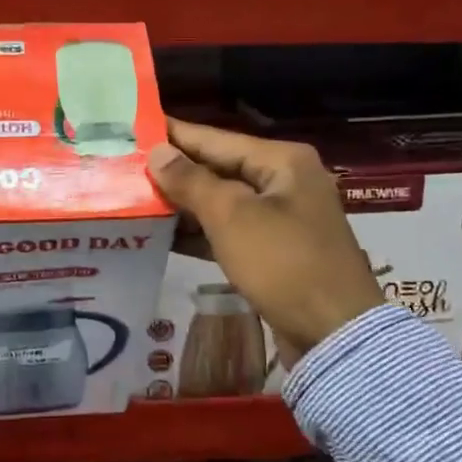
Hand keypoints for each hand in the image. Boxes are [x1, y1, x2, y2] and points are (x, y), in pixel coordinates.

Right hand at [148, 119, 383, 367]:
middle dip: (174, 170)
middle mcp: (285, 181)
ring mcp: (282, 218)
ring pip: (222, 202)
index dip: (174, 134)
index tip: (135, 126)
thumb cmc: (284, 263)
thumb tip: (157, 152)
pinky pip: (230, 231)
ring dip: (183, 203)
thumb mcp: (232, 217)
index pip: (216, 139)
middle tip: (126, 165)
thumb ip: (191, 181)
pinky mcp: (275, 251)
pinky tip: (162, 235)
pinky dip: (200, 232)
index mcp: (282, 161)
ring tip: (135, 198)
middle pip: (219, 168)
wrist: (335, 335)